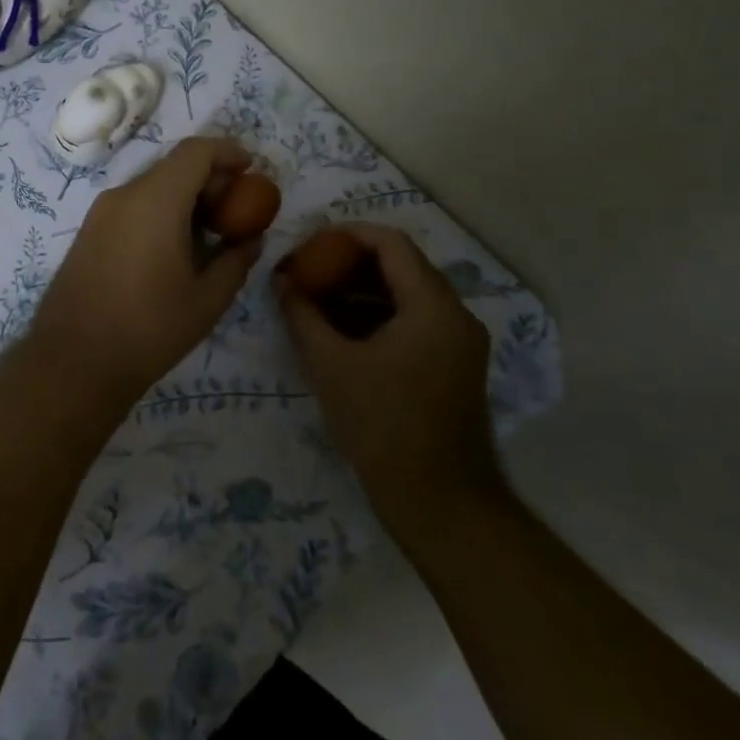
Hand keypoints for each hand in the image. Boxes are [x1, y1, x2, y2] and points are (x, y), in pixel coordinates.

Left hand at [28, 137, 263, 400]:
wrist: (72, 362)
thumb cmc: (148, 329)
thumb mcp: (206, 301)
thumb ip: (235, 262)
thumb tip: (251, 241)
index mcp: (155, 201)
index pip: (195, 151)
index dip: (227, 151)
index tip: (251, 170)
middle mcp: (124, 195)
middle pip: (173, 166)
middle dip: (209, 179)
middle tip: (235, 212)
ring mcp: (100, 213)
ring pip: (151, 186)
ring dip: (184, 198)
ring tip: (208, 235)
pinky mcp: (88, 232)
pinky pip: (132, 206)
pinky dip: (160, 212)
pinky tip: (174, 250)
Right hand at [274, 223, 502, 533]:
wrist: (440, 504)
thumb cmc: (383, 427)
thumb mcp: (330, 366)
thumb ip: (302, 315)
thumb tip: (280, 280)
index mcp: (433, 306)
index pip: (391, 243)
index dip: (347, 234)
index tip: (310, 244)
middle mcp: (456, 315)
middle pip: (401, 266)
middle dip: (350, 263)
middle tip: (308, 271)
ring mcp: (459, 342)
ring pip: (408, 295)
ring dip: (362, 291)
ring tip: (317, 299)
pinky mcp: (456, 366)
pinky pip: (415, 322)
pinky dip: (379, 316)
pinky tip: (343, 332)